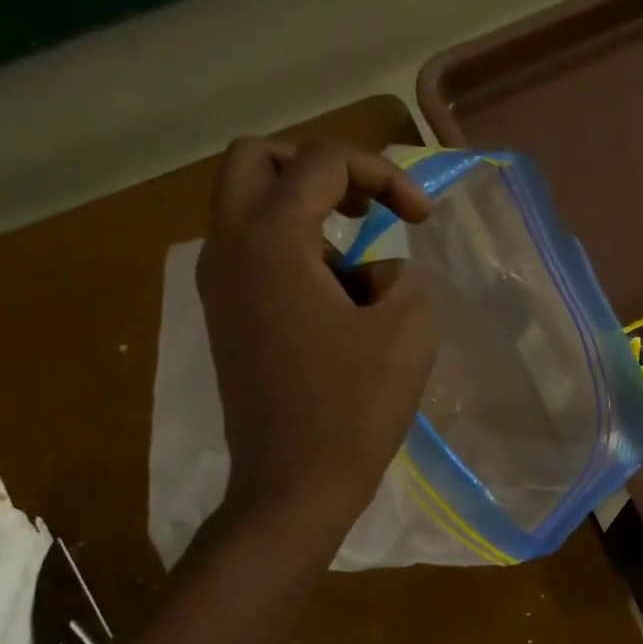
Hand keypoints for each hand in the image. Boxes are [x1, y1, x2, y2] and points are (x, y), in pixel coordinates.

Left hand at [198, 137, 435, 521]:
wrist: (294, 485)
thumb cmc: (354, 409)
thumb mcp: (408, 330)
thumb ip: (403, 276)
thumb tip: (377, 273)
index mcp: (272, 241)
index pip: (323, 161)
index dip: (385, 175)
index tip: (424, 220)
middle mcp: (230, 248)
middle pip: (256, 159)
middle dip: (318, 168)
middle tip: (365, 205)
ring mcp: (219, 285)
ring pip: (248, 206)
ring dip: (305, 212)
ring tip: (358, 268)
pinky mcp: (225, 318)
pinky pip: (252, 253)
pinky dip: (293, 251)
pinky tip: (336, 304)